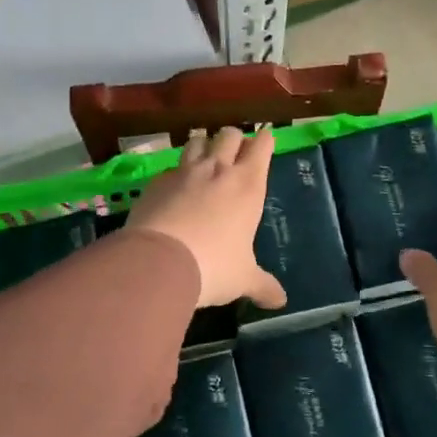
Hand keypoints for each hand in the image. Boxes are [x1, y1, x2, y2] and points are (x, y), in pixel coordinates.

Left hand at [127, 126, 286, 309]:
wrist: (159, 262)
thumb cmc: (214, 266)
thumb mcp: (243, 278)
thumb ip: (262, 285)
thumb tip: (281, 301)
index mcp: (247, 185)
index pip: (261, 146)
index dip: (265, 140)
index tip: (266, 138)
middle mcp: (217, 170)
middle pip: (229, 135)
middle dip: (234, 138)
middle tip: (236, 151)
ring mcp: (183, 173)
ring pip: (196, 141)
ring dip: (203, 145)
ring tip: (204, 159)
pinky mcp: (155, 183)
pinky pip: (170, 168)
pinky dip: (175, 173)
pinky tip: (174, 189)